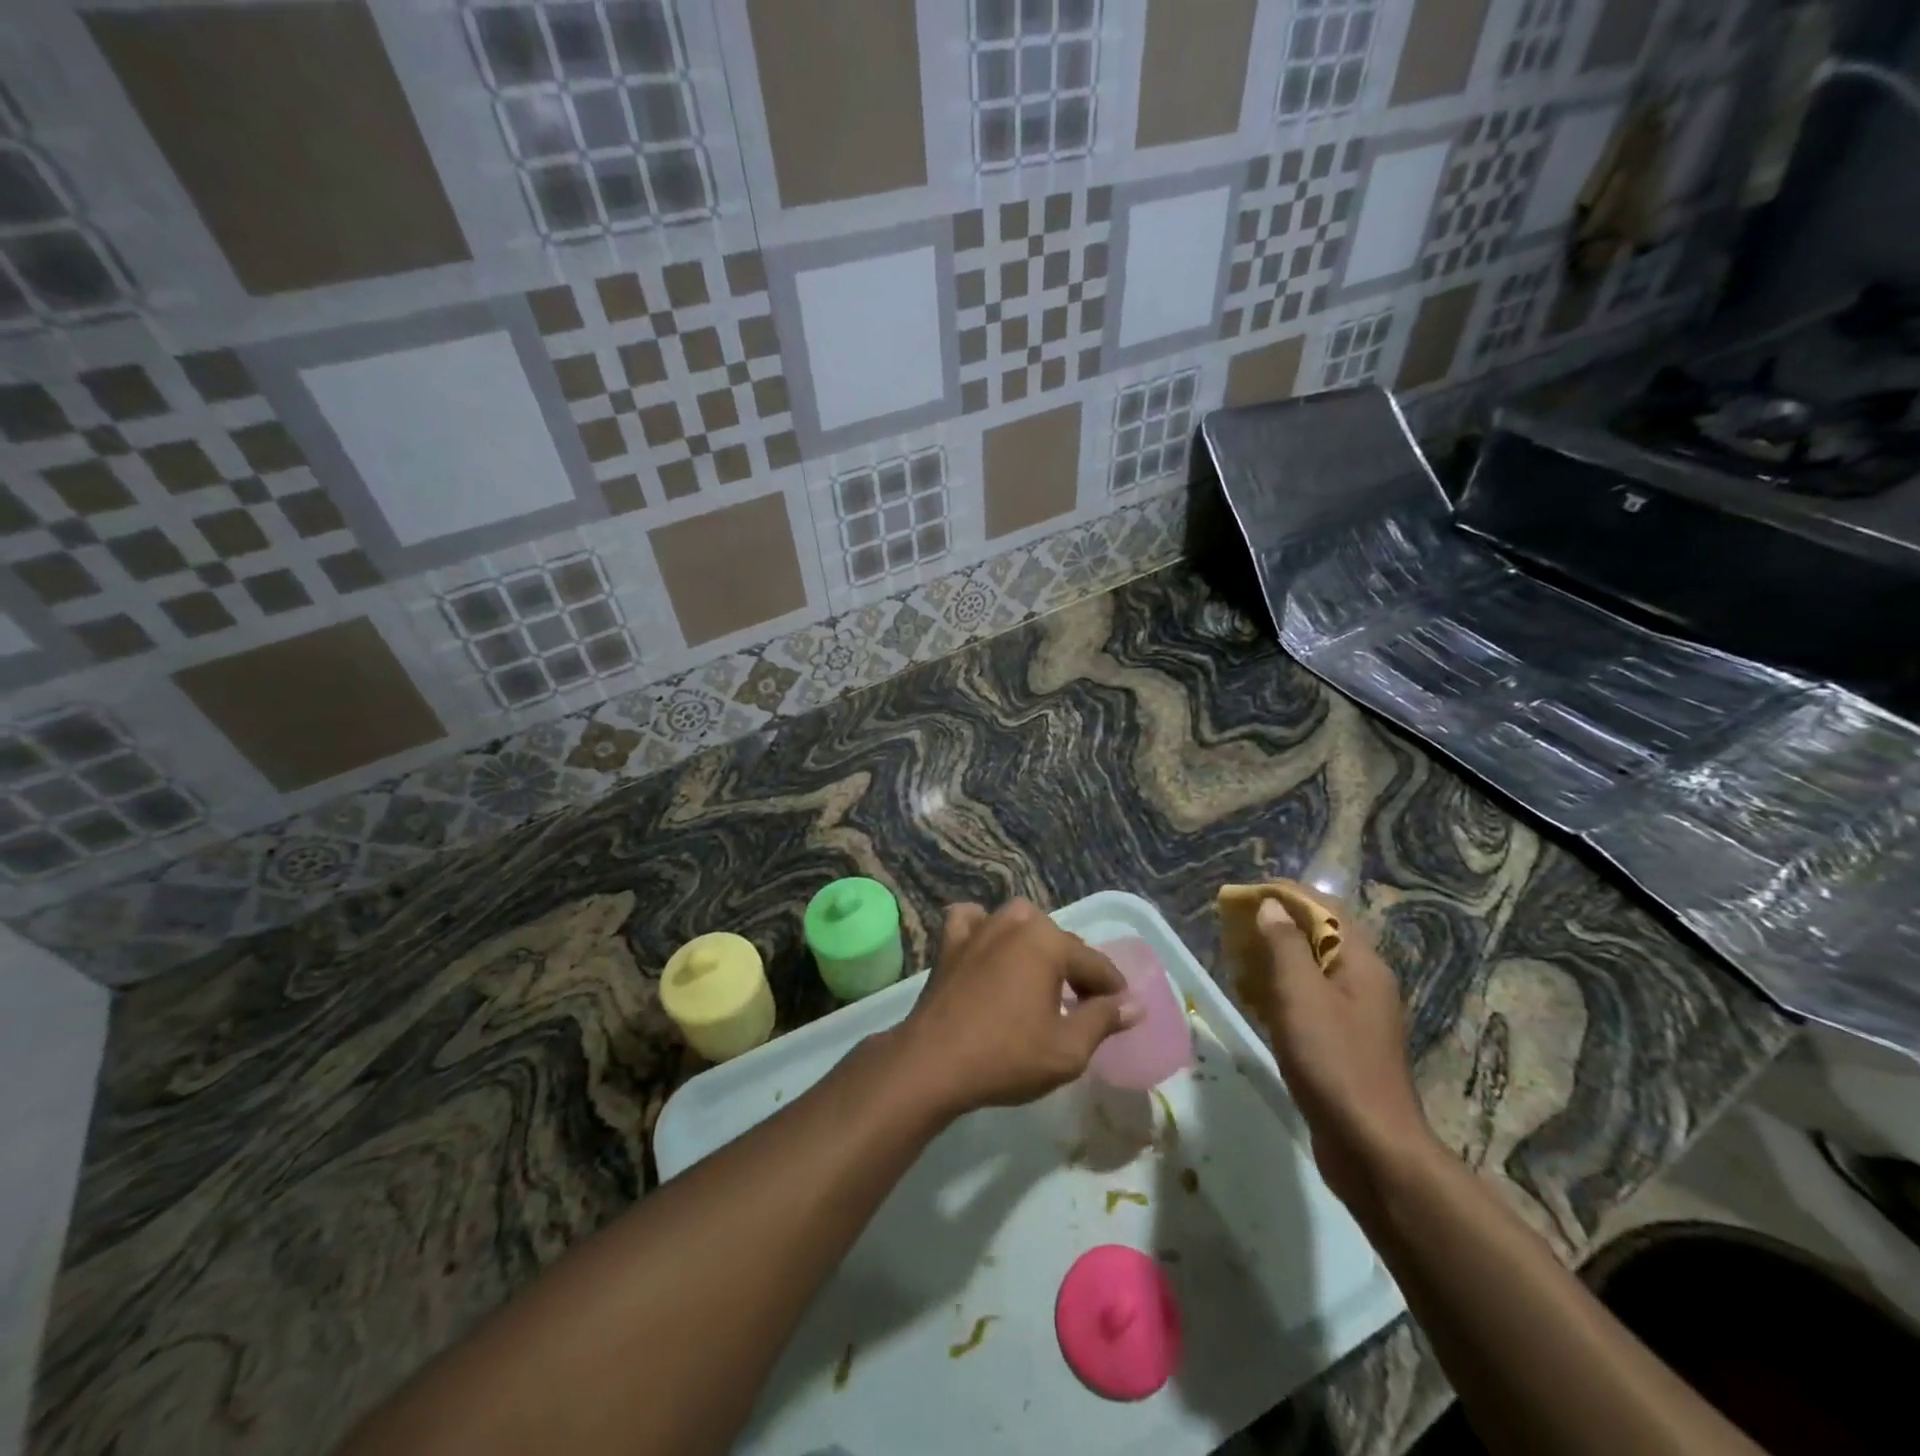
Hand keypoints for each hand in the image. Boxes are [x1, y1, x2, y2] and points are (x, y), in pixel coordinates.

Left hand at [895, 899, 1140, 1117]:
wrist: (933, 1063)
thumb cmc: (1007, 1056)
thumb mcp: (1068, 1049)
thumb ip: (1103, 1020)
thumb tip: (1134, 1004)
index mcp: (1048, 944)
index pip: (1094, 963)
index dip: (1113, 988)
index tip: (1123, 1008)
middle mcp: (1015, 924)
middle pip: (1059, 940)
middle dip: (1076, 967)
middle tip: (1084, 1001)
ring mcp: (979, 929)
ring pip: (1018, 921)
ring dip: (1035, 941)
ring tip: (1042, 974)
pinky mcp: (949, 944)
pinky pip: (972, 921)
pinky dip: (983, 927)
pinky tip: (988, 946)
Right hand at [1243, 899, 1438, 1217]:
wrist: (1371, 1146)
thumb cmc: (1333, 1060)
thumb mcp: (1301, 994)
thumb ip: (1285, 944)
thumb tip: (1272, 906)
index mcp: (1361, 963)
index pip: (1325, 908)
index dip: (1284, 895)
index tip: (1244, 896)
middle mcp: (1364, 982)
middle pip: (1320, 936)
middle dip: (1277, 925)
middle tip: (1234, 927)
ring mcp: (1356, 1015)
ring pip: (1312, 970)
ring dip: (1276, 958)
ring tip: (1238, 959)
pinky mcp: (1344, 1043)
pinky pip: (1310, 1000)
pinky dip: (1282, 990)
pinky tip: (1257, 1002)